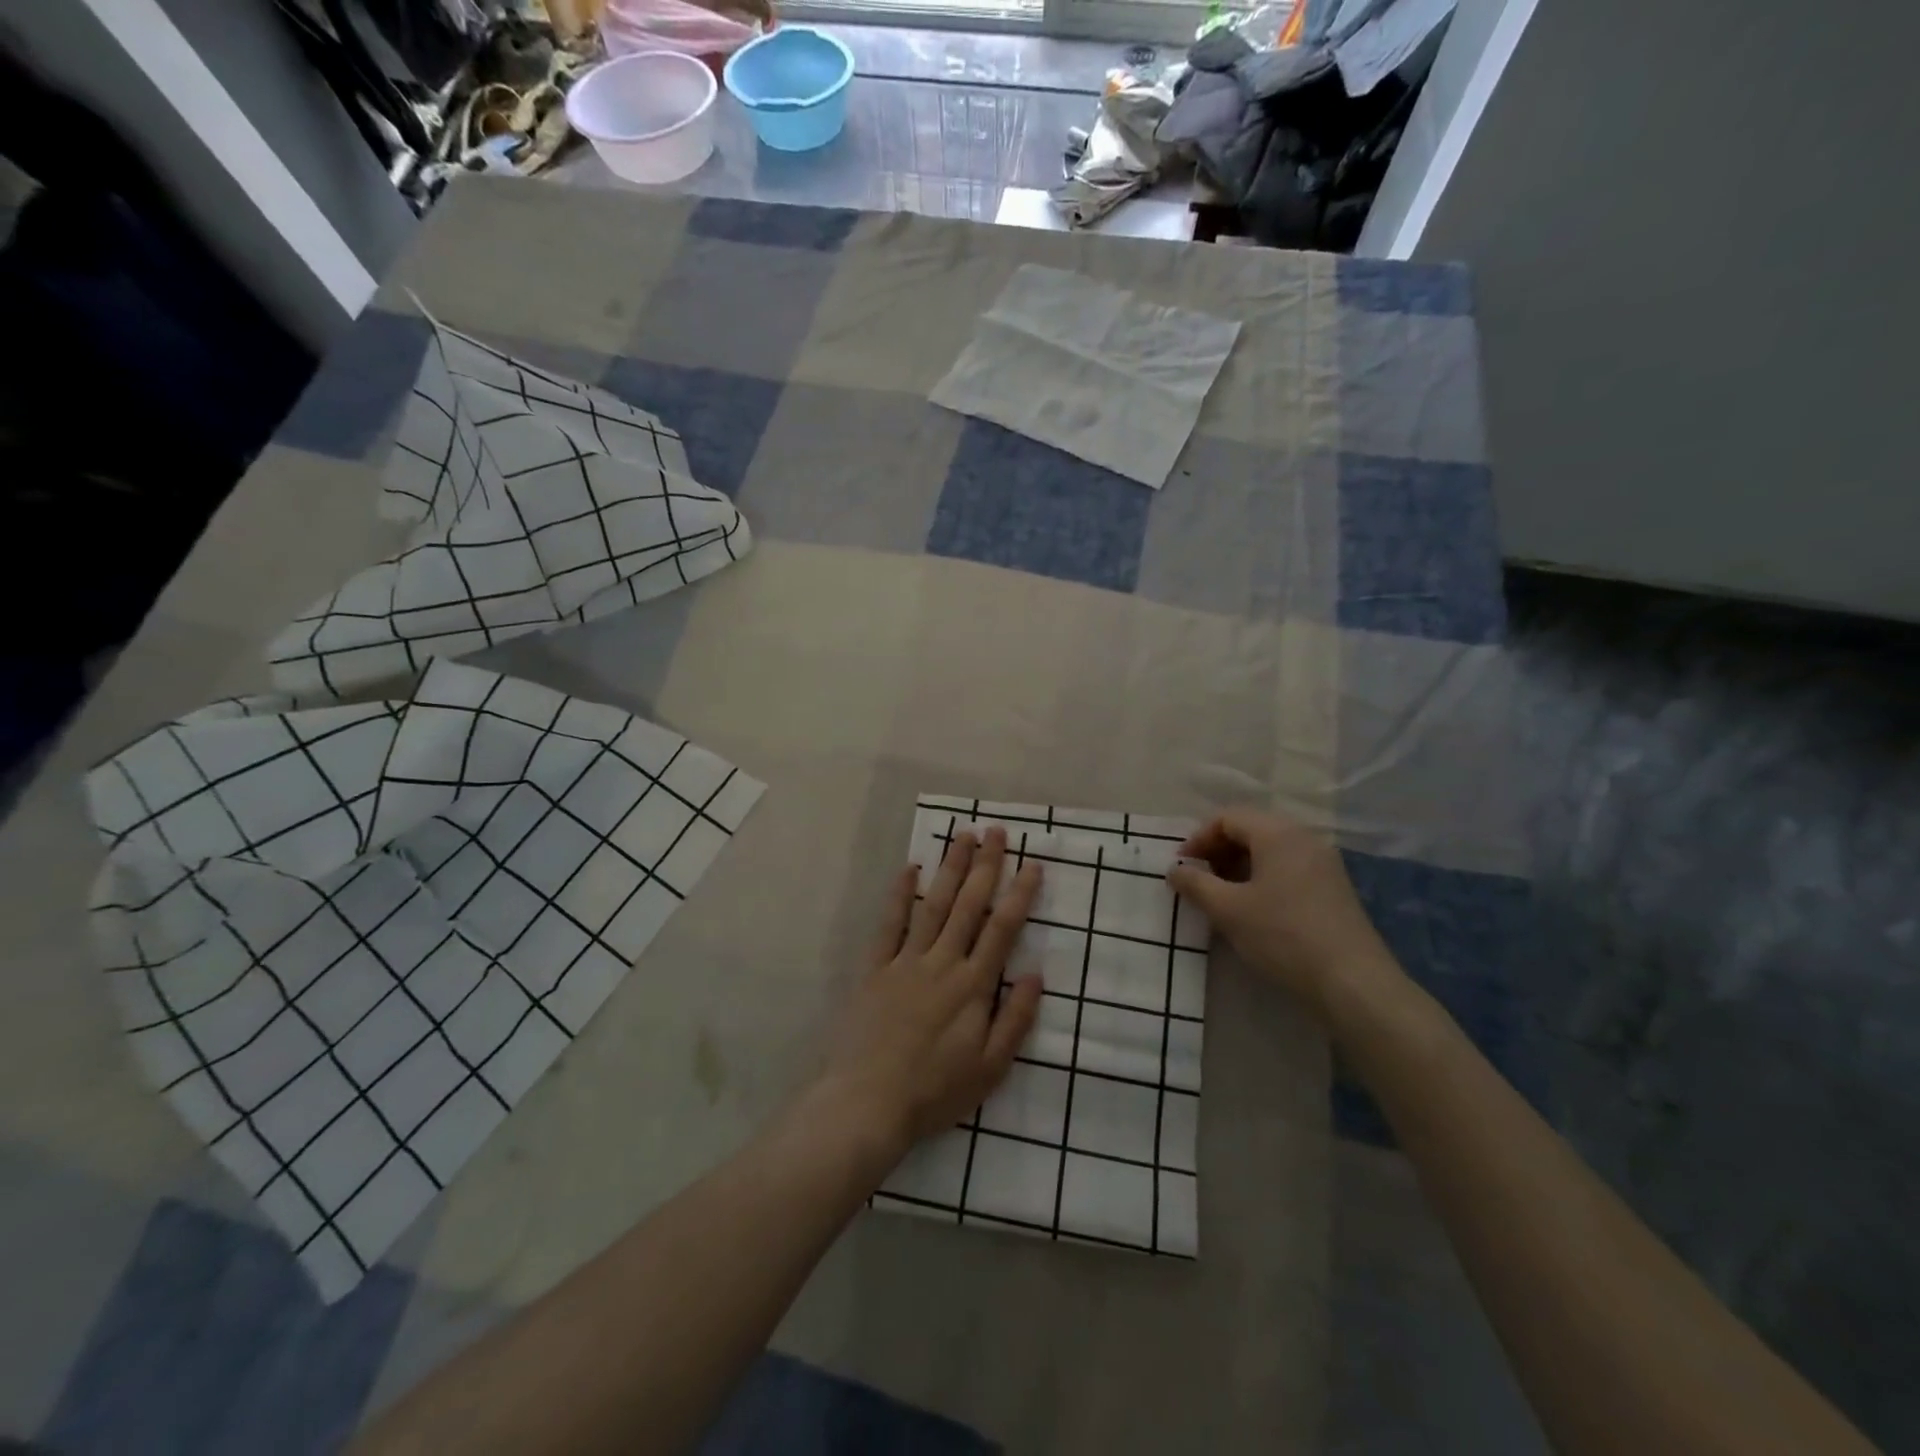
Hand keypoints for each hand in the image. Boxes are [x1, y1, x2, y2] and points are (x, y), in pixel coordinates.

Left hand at [814, 828, 1043, 1166]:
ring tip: (964, 836)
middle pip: (969, 905)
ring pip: (933, 904)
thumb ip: (1016, 1019)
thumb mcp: (990, 1069)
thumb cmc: (934, 1091)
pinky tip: (910, 868)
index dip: (1019, 894)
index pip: (1002, 929)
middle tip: (998, 832)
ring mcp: (906, 961)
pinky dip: (900, 894)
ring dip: (950, 868)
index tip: (1032, 864)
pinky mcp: (875, 967)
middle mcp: (942, 962)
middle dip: (986, 866)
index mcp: (973, 986)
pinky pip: (890, 923)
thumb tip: (1036, 974)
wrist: (867, 1103)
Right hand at [1168, 808, 1404, 1021]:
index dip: (1198, 838)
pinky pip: (1288, 868)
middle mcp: (1304, 838)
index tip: (1181, 868)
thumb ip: (1195, 884)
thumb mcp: (1228, 909)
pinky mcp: (1333, 888)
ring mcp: (1323, 863)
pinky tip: (1253, 909)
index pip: (1228, 818)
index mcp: (1278, 833)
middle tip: (1198, 880)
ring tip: (1221, 897)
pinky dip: (1262, 879)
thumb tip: (1175, 870)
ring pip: (1270, 851)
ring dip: (1239, 867)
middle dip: (1218, 851)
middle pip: (1251, 830)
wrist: (1352, 982)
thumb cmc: (1282, 935)